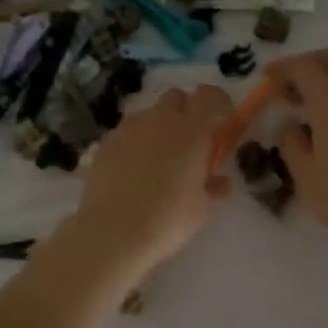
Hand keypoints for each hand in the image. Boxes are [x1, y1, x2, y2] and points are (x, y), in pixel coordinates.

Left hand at [69, 84, 235, 276]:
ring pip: (148, 114)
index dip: (218, 102)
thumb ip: (216, 188)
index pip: (209, 96)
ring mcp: (128, 129)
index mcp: (190, 130)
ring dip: (158, 126)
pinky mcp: (105, 144)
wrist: (113, 231)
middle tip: (191, 140)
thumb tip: (222, 181)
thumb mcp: (203, 209)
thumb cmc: (168, 219)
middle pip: (175, 97)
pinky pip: (126, 133)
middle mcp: (159, 120)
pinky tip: (133, 170)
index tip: (223, 119)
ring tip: (159, 158)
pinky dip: (135, 143)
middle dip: (186, 111)